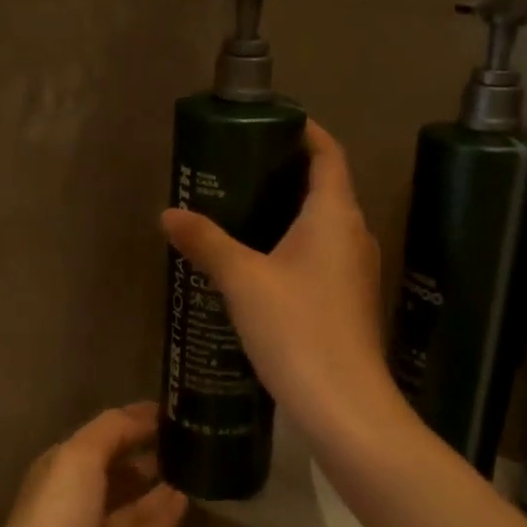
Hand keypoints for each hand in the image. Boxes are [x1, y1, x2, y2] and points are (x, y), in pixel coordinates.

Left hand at [0, 404, 187, 526]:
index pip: (102, 435)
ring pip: (138, 500)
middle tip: (196, 428)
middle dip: (150, 447)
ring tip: (202, 454)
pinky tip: (194, 493)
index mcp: (57, 472)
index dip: (134, 419)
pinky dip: (169, 512)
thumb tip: (146, 415)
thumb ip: (111, 431)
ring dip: (163, 478)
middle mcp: (77, 502)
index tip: (175, 404)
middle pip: (119, 466)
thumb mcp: (74, 462)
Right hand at [160, 122, 405, 447]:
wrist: (345, 404)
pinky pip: (323, 254)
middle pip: (327, 185)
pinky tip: (261, 262)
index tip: (271, 123)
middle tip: (240, 167)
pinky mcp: (350, 299)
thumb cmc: (297, 329)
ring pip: (325, 223)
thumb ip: (207, 242)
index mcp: (335, 214)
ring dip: (290, 211)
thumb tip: (169, 214)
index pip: (329, 153)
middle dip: (288, 171)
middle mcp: (354, 233)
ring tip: (242, 211)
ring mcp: (357, 269)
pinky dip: (295, 244)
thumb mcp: (243, 281)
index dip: (306, 131)